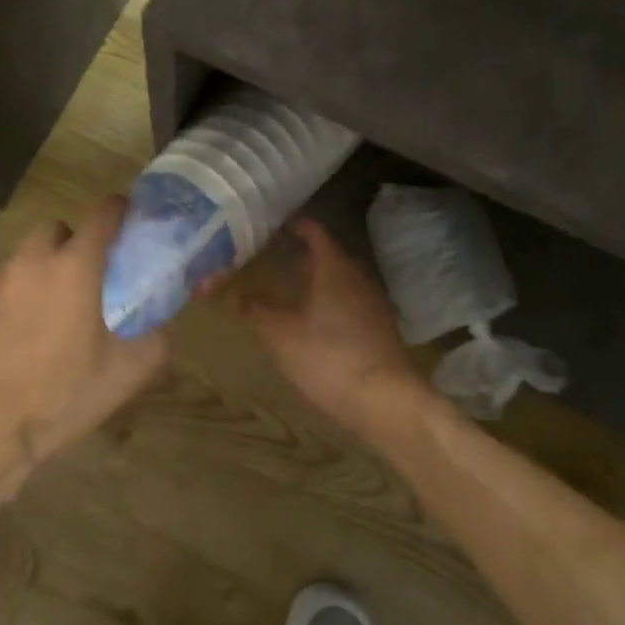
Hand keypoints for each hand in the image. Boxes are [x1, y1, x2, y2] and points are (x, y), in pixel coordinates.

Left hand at [0, 197, 166, 474]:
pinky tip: (23, 332)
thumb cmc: (60, 397)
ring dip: (45, 266)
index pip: (102, 213)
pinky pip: (5, 282)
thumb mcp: (127, 373)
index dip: (121, 211)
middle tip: (91, 277)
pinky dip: (20, 292)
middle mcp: (34, 260)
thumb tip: (162, 322)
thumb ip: (156, 336)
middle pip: (59, 228)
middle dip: (76, 242)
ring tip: (55, 309)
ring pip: (28, 254)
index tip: (130, 223)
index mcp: (75, 266)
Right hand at [236, 219, 429, 437]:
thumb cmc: (327, 357)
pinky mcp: (381, 329)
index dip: (296, 226)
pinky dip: (332, 304)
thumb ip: (258, 312)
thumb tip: (239, 296)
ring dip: (318, 283)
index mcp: (333, 268)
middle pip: (329, 257)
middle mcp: (357, 277)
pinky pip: (351, 304)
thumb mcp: (281, 336)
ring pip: (341, 282)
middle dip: (304, 258)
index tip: (277, 225)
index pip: (315, 233)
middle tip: (277, 261)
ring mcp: (373, 303)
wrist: (385, 399)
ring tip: (292, 293)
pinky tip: (317, 324)